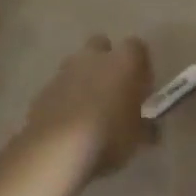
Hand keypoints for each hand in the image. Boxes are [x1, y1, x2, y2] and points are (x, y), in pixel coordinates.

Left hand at [21, 34, 153, 177]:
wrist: (56, 150)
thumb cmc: (109, 136)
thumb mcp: (138, 138)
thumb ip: (147, 128)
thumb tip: (151, 129)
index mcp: (123, 61)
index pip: (137, 47)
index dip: (141, 65)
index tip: (142, 86)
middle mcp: (94, 58)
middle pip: (102, 46)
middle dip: (107, 62)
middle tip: (114, 90)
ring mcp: (65, 72)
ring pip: (77, 65)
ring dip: (84, 80)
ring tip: (90, 110)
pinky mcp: (43, 91)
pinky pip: (60, 88)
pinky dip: (66, 98)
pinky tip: (70, 123)